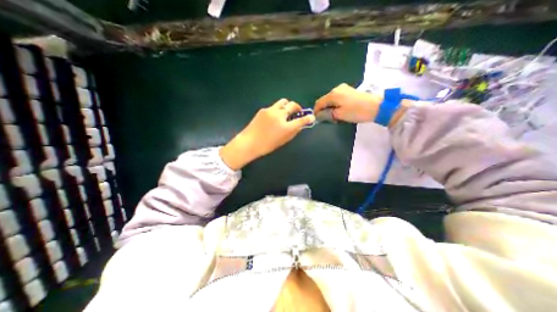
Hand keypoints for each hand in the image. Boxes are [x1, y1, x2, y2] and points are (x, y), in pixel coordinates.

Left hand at [218, 99, 311, 169]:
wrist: (249, 142)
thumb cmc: (267, 145)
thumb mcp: (283, 141)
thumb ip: (293, 132)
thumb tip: (299, 125)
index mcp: (286, 127)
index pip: (301, 120)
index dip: (308, 118)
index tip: (311, 117)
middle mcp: (280, 115)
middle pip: (293, 105)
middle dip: (298, 108)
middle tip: (298, 112)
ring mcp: (271, 110)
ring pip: (283, 102)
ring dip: (288, 105)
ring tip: (286, 112)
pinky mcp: (264, 109)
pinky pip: (274, 106)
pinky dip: (278, 109)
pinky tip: (274, 116)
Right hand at [313, 82, 383, 122]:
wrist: (377, 107)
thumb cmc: (356, 111)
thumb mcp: (339, 115)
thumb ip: (327, 114)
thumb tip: (319, 115)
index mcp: (333, 94)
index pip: (319, 103)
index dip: (316, 111)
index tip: (316, 119)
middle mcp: (337, 89)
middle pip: (325, 100)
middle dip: (323, 109)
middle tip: (326, 119)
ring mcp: (344, 88)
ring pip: (331, 99)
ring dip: (330, 107)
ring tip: (334, 116)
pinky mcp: (349, 91)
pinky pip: (337, 98)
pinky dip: (335, 104)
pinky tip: (340, 110)